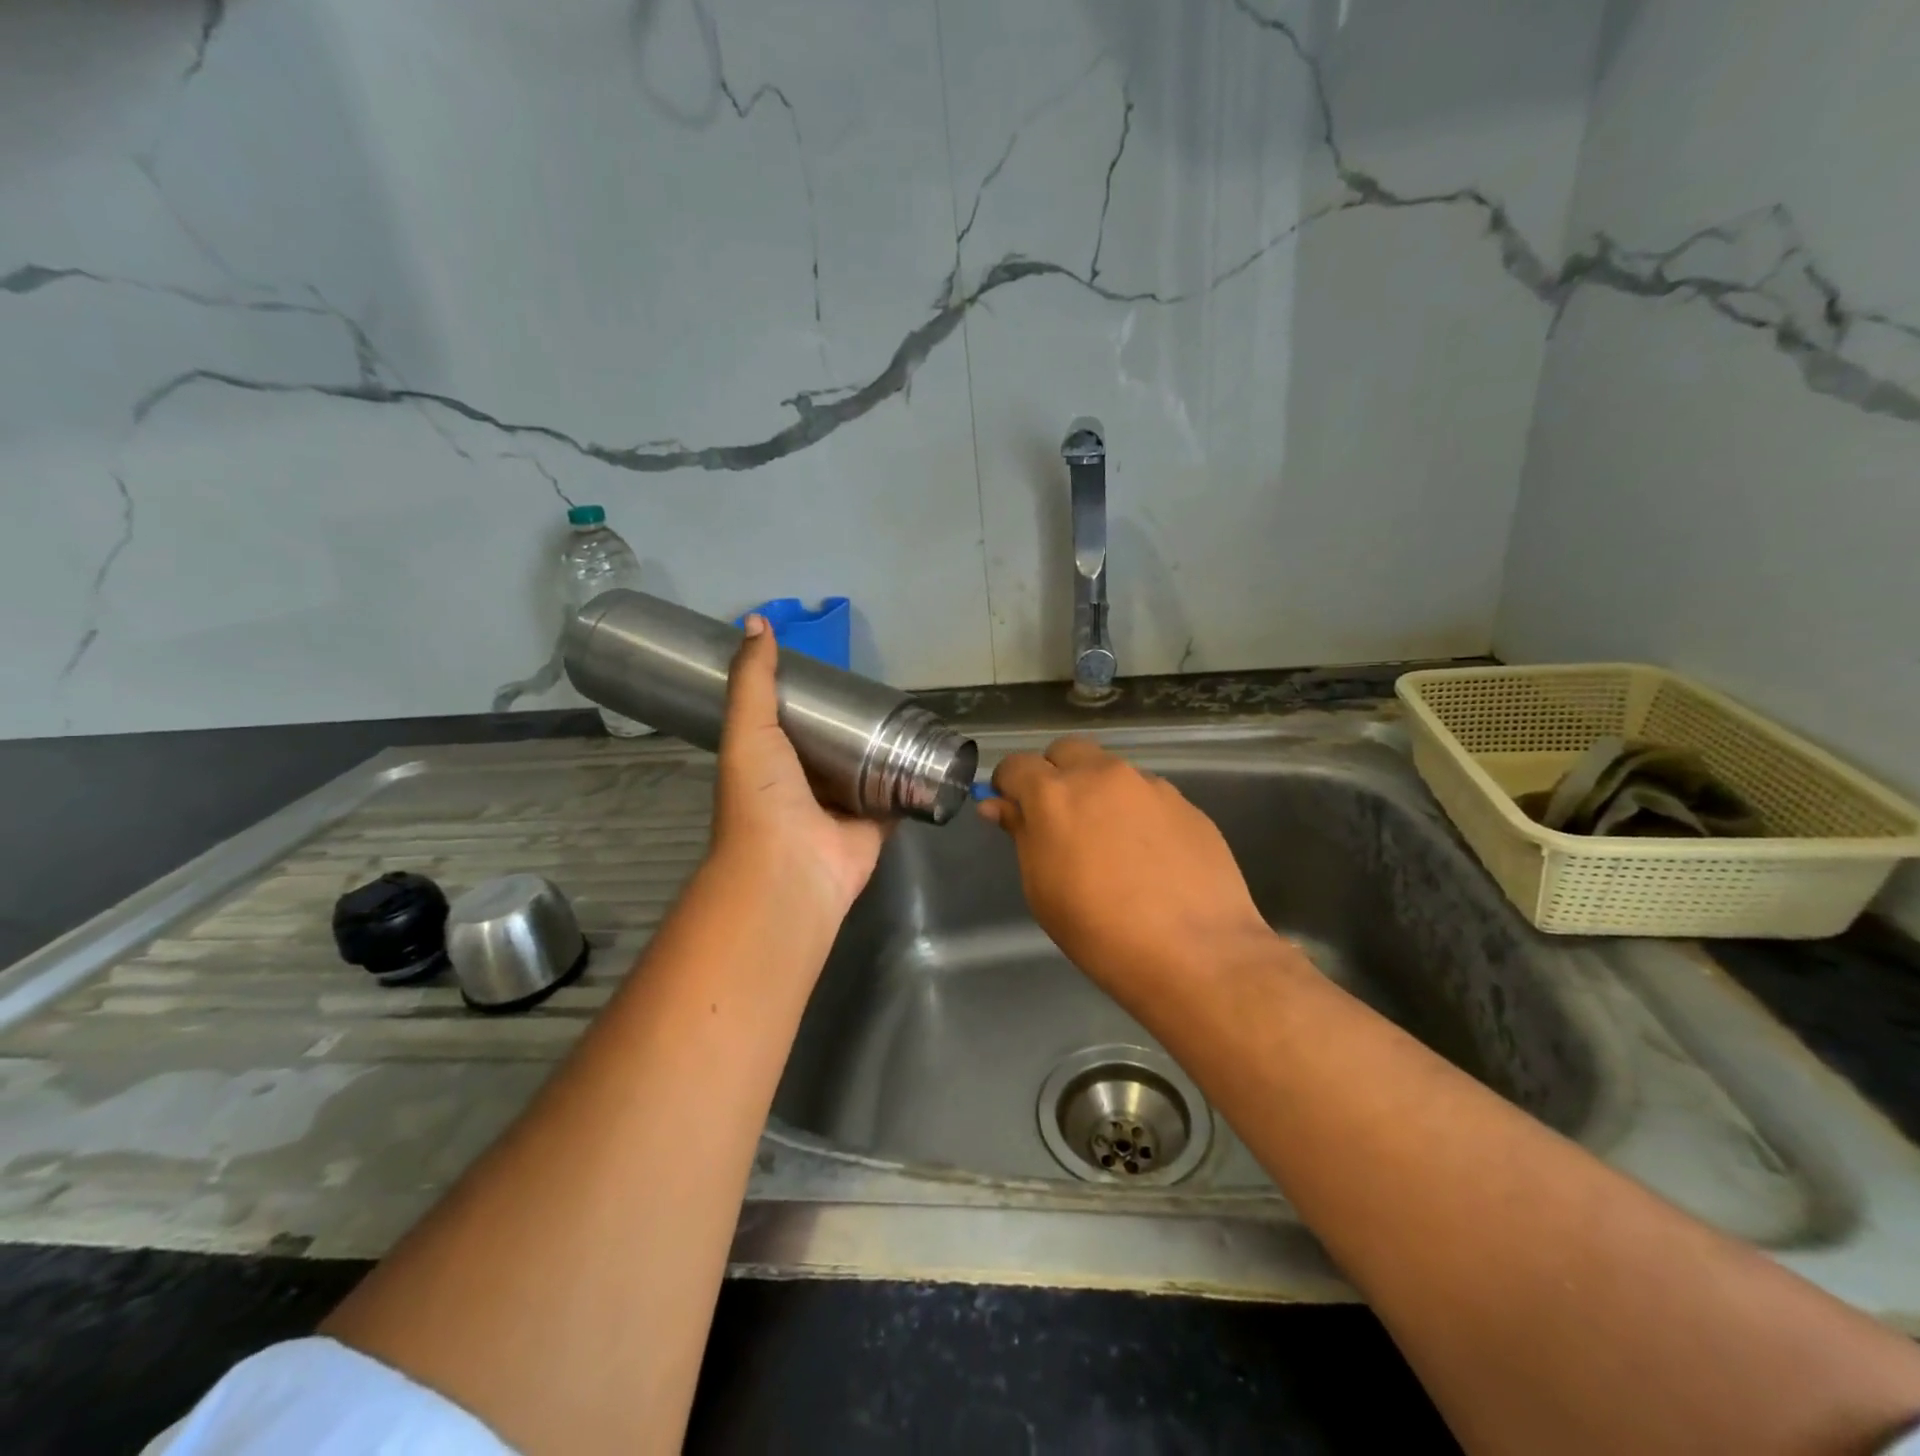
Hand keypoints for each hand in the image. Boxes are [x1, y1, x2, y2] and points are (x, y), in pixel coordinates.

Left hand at [710, 615, 887, 917]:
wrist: (791, 868)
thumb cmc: (762, 797)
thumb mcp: (748, 728)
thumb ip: (754, 680)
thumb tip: (756, 622)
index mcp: (771, 761)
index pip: (791, 720)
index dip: (809, 696)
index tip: (833, 669)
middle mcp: (806, 783)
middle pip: (835, 743)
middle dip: (853, 721)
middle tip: (880, 689)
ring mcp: (843, 806)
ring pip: (868, 768)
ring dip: (886, 747)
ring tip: (911, 712)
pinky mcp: (876, 823)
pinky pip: (898, 795)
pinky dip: (913, 779)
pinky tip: (931, 752)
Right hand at [978, 736, 1273, 992]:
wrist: (1195, 953)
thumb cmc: (1099, 930)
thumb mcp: (1042, 888)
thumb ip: (1021, 835)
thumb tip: (999, 805)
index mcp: (1055, 794)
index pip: (1017, 765)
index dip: (1008, 784)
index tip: (1011, 809)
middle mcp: (1102, 775)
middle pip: (1067, 750)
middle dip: (1055, 773)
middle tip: (1059, 818)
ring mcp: (1149, 786)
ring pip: (1112, 771)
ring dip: (1099, 792)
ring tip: (1111, 843)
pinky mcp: (1186, 803)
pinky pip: (1148, 795)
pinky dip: (1137, 812)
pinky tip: (1149, 856)